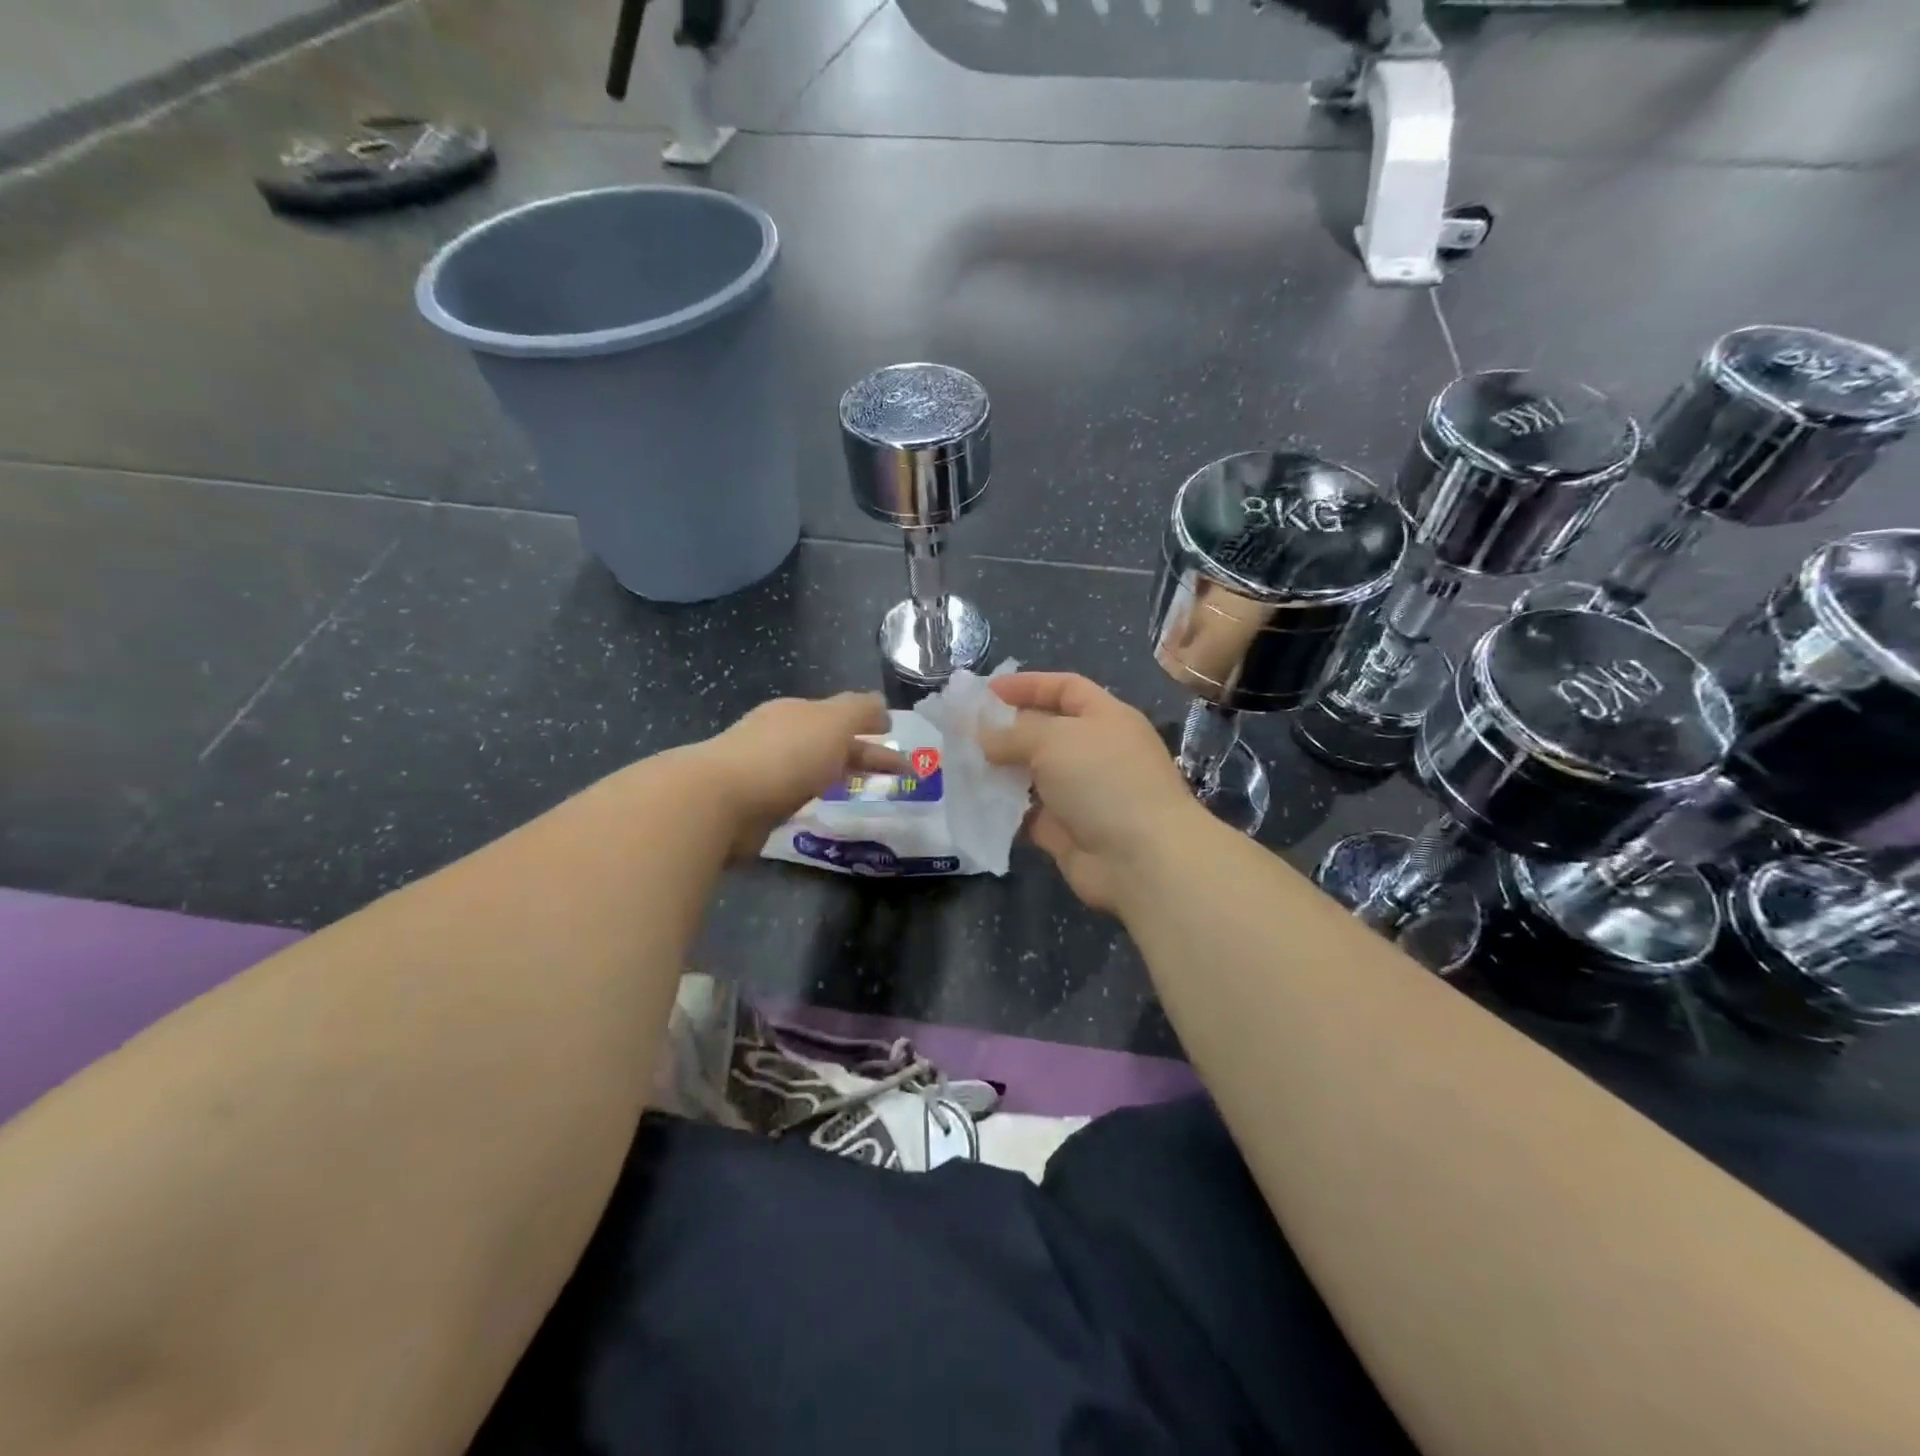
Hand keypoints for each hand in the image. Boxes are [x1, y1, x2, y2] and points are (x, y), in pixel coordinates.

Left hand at [695, 693, 905, 858]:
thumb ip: (861, 710)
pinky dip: (815, 797)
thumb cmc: (785, 755)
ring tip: (864, 791)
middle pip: (831, 742)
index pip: (843, 714)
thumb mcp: (834, 722)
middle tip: (897, 773)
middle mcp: (781, 735)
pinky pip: (795, 795)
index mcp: (799, 712)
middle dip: (863, 753)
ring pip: (813, 769)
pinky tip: (823, 808)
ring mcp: (765, 769)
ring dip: (839, 774)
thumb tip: (881, 704)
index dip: (873, 725)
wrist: (721, 799)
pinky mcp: (756, 803)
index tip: (898, 741)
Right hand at [979, 673, 1199, 912]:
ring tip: (958, 764)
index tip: (985, 691)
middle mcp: (1094, 752)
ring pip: (1032, 774)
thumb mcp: (1054, 739)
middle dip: (1005, 729)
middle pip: (1044, 731)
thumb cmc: (1103, 780)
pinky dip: (1003, 808)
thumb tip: (984, 736)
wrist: (1141, 859)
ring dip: (999, 770)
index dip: (1027, 685)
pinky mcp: (1066, 831)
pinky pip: (1027, 813)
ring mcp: (1081, 793)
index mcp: (1105, 718)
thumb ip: (1013, 733)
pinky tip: (973, 801)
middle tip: (961, 731)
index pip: (1064, 688)